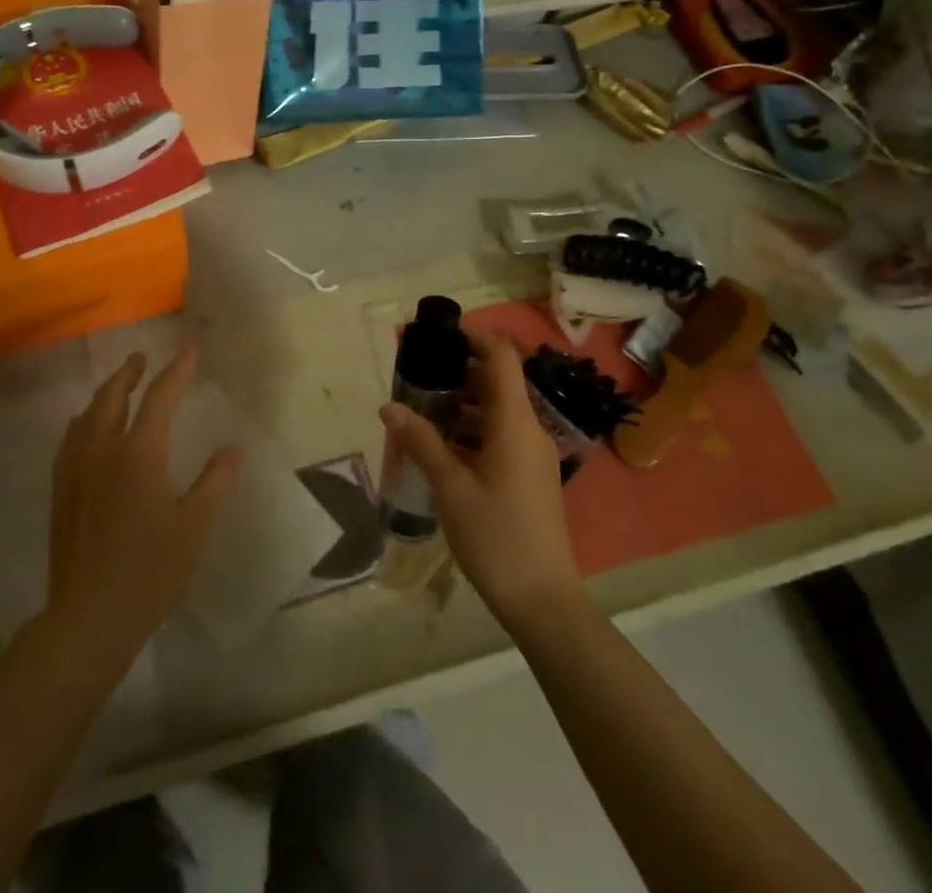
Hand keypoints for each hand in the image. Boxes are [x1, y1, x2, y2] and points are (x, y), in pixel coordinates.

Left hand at [43, 349, 240, 681]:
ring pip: (86, 415)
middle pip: (112, 397)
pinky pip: (70, 439)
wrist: (88, 618)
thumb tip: (233, 448)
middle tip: (141, 359)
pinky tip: (85, 428)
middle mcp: (101, 451)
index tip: (188, 352)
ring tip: (118, 386)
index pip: (159, 399)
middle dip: (129, 373)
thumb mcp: (193, 528)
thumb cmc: (149, 572)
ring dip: (105, 393)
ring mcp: (75, 470)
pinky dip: (83, 420)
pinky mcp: (60, 491)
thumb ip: (214, 482)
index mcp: (138, 455)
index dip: (175, 372)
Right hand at [380, 328, 585, 632]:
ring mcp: (533, 454)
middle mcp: (529, 430)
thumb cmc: (496, 537)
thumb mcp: (451, 487)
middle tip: (420, 369)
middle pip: (499, 382)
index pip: (501, 358)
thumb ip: (421, 442)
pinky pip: (502, 434)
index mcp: (515, 424)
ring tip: (423, 404)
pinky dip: (474, 427)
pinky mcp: (530, 475)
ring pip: (499, 410)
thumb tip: (388, 406)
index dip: (475, 336)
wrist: (543, 600)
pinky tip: (443, 443)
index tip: (441, 331)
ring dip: (465, 401)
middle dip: (460, 369)